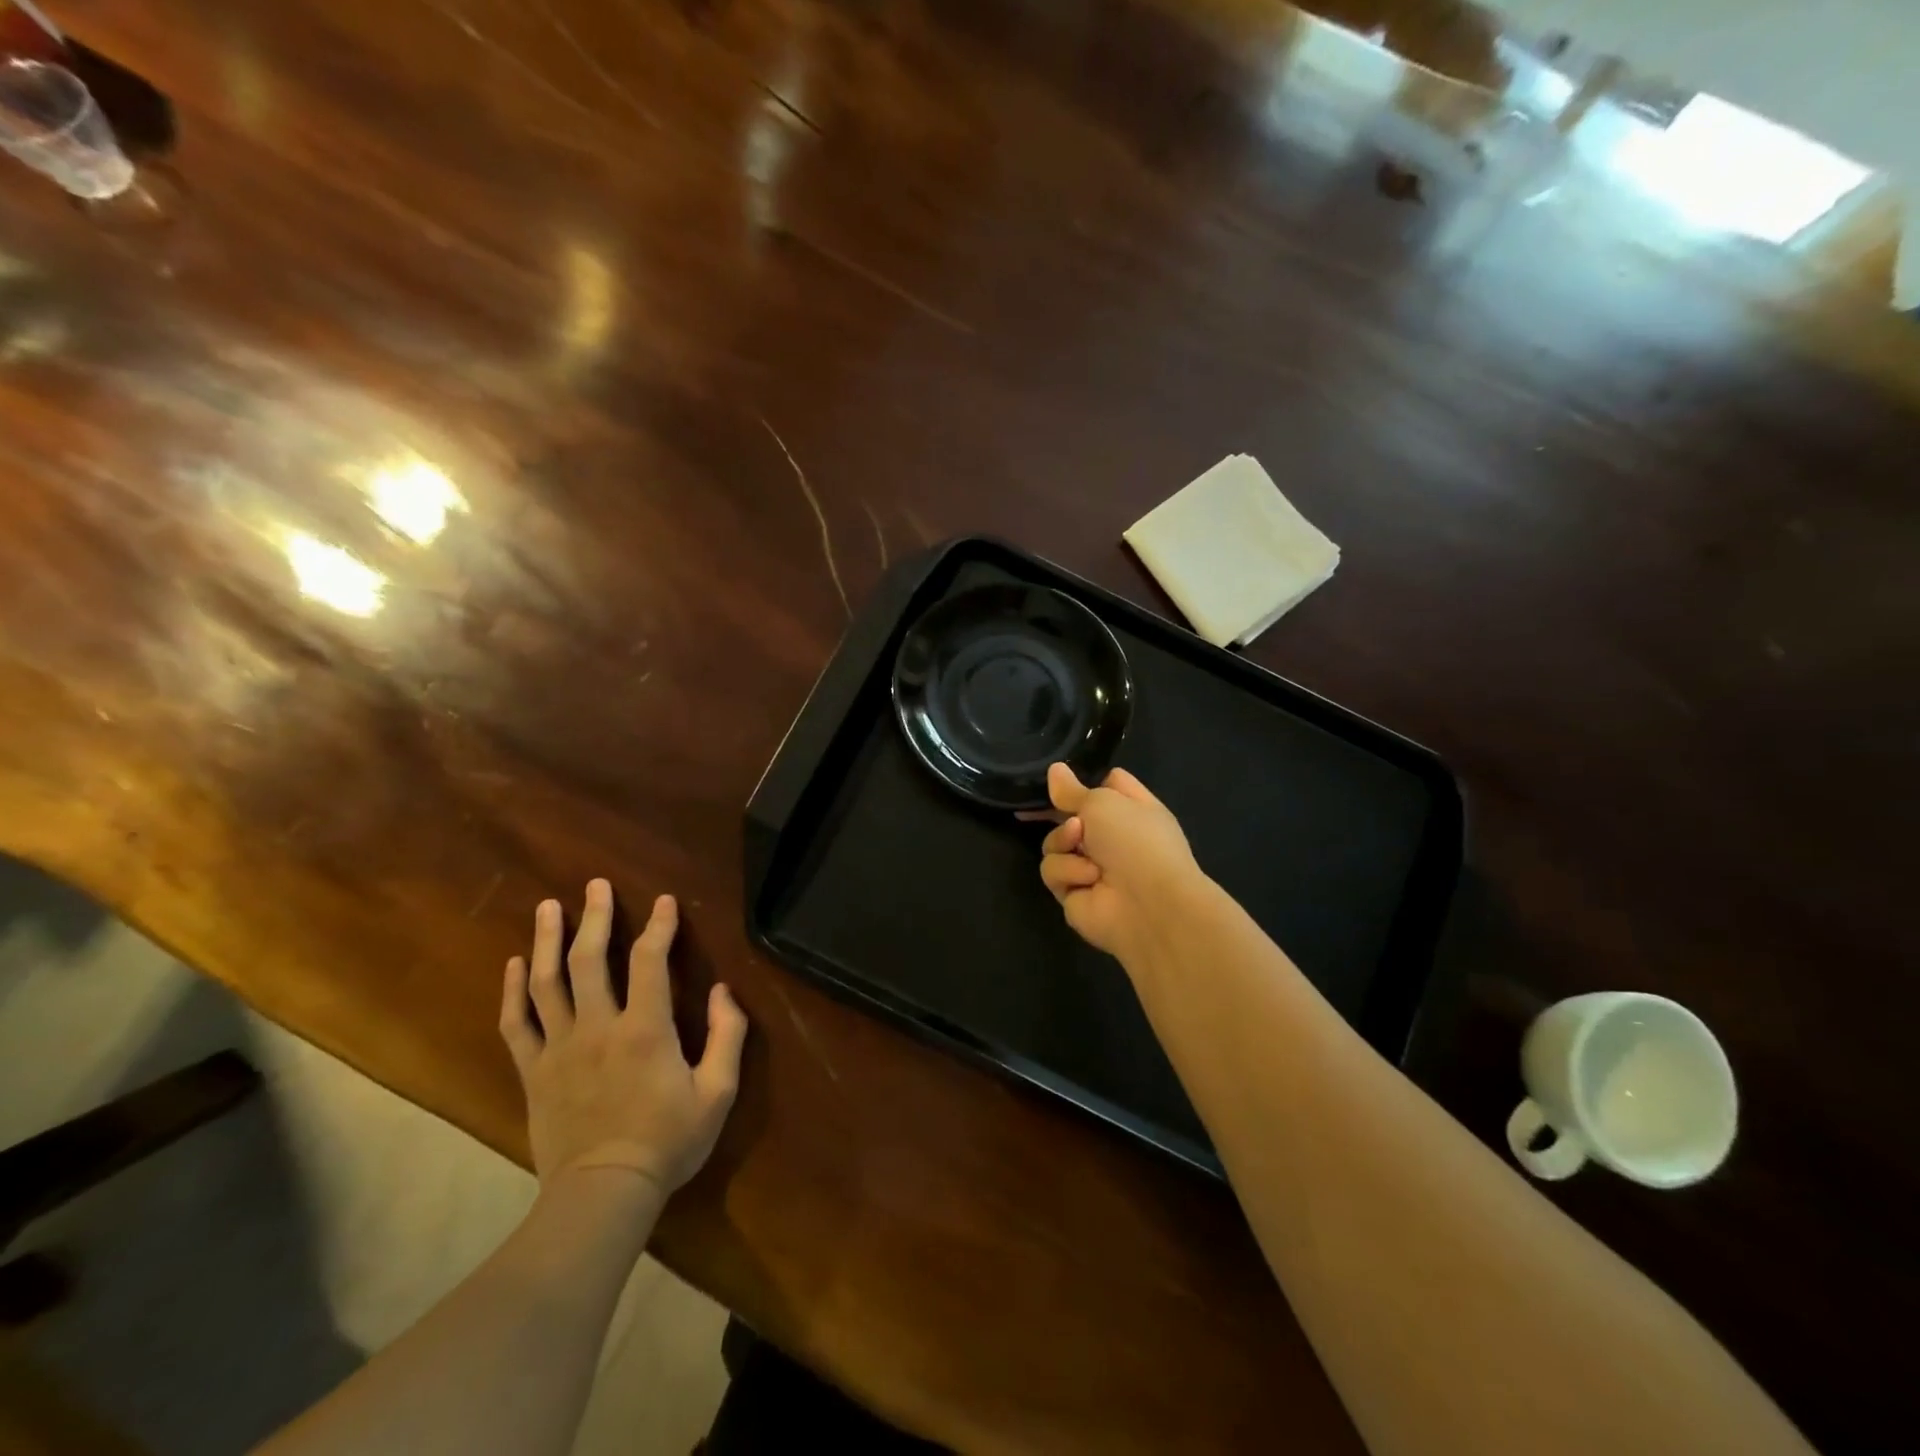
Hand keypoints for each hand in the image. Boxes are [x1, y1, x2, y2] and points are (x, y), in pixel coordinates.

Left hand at [500, 880, 747, 1198]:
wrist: (602, 1193)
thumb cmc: (668, 1141)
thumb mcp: (718, 1092)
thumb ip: (728, 1036)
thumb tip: (725, 991)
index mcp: (645, 1029)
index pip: (649, 961)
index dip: (658, 926)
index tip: (663, 902)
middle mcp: (597, 1027)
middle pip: (589, 960)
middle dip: (594, 917)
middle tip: (595, 884)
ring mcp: (558, 1048)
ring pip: (546, 982)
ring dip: (548, 940)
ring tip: (549, 907)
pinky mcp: (533, 1071)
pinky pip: (517, 1023)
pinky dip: (513, 990)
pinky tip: (517, 964)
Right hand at [1039, 763, 1205, 960]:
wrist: (1149, 906)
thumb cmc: (1136, 842)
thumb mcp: (1104, 802)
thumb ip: (1073, 789)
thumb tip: (1054, 769)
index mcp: (1131, 809)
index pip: (1105, 784)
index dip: (1083, 781)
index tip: (1056, 778)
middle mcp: (1111, 837)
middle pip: (1070, 815)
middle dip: (1063, 815)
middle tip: (1072, 820)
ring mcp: (1089, 866)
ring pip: (1053, 843)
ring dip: (1064, 843)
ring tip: (1084, 853)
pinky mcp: (1073, 893)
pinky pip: (1052, 872)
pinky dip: (1068, 872)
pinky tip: (1088, 879)